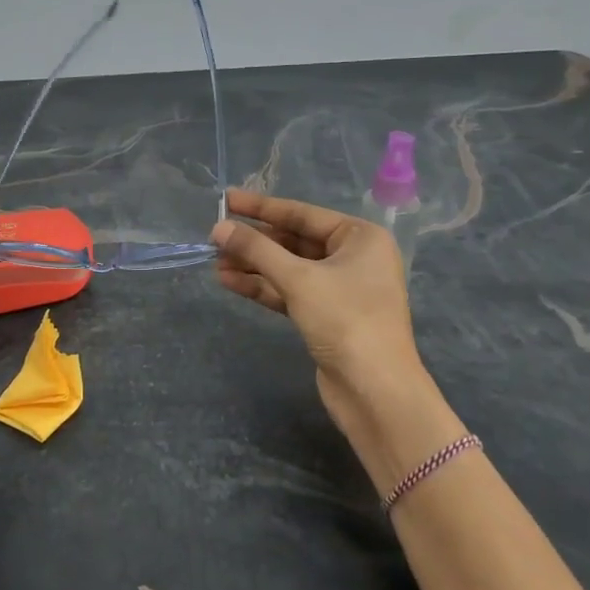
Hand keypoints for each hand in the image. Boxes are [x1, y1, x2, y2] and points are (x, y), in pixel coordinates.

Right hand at [210, 188, 431, 446]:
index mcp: (360, 237)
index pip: (302, 214)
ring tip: (215, 261)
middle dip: (254, 242)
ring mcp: (340, 289)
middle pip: (294, 241)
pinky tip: (230, 281)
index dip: (261, 208)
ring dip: (253, 265)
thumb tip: (218, 228)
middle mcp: (354, 258)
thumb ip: (256, 250)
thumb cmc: (345, 319)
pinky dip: (262, 287)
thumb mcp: (298, 279)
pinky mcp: (326, 316)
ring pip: (289, 268)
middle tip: (215, 238)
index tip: (226, 200)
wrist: (374, 389)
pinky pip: (290, 291)